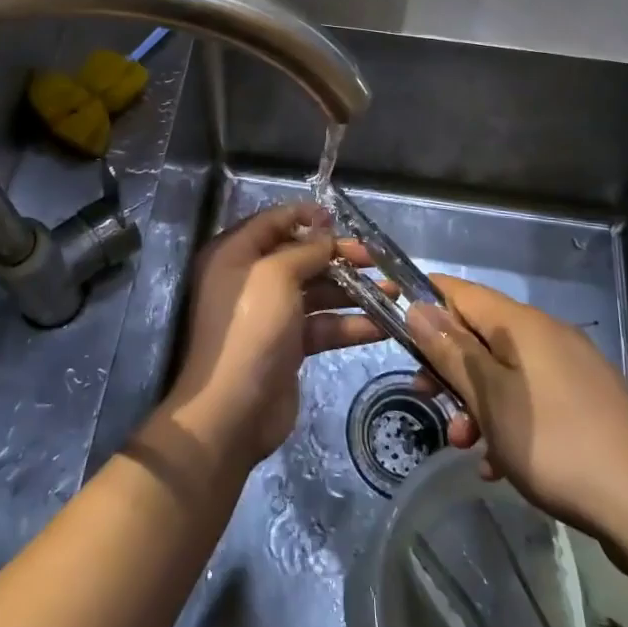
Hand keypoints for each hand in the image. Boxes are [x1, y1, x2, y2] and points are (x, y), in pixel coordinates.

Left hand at [160, 203, 381, 470]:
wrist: (233, 409)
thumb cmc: (251, 328)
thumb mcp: (276, 276)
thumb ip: (305, 250)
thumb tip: (325, 233)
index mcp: (235, 254)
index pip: (272, 222)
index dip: (304, 217)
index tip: (338, 219)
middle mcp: (250, 279)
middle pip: (300, 257)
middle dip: (338, 256)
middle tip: (375, 258)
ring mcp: (270, 314)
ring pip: (317, 292)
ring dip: (353, 291)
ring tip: (393, 291)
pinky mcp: (288, 345)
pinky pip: (323, 325)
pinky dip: (350, 324)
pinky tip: (383, 326)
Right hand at [405, 275, 627, 544]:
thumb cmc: (557, 445)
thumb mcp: (490, 399)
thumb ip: (451, 351)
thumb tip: (418, 307)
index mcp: (524, 325)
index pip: (462, 292)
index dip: (426, 302)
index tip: (396, 328)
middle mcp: (551, 336)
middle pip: (482, 335)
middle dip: (449, 366)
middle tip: (425, 398)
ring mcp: (575, 371)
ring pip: (506, 372)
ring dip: (476, 401)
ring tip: (465, 444)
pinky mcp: (591, 405)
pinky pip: (534, 400)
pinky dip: (509, 421)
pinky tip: (501, 464)